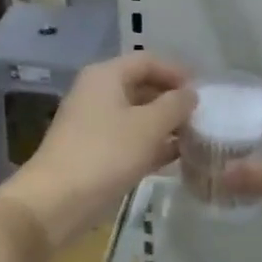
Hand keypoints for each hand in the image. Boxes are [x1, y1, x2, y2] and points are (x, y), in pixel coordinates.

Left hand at [7, 52, 195, 246]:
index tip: (204, 92)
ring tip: (195, 138)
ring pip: (137, 117)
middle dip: (172, 101)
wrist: (58, 201)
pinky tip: (176, 159)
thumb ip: (175, 105)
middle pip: (142, 87)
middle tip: (202, 117)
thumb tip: (190, 94)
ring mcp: (94, 125)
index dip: (177, 72)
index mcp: (106, 76)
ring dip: (165, 126)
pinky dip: (151, 146)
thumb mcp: (149, 126)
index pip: (148, 61)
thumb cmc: (106, 154)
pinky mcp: (95, 153)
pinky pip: (129, 141)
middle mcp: (97, 94)